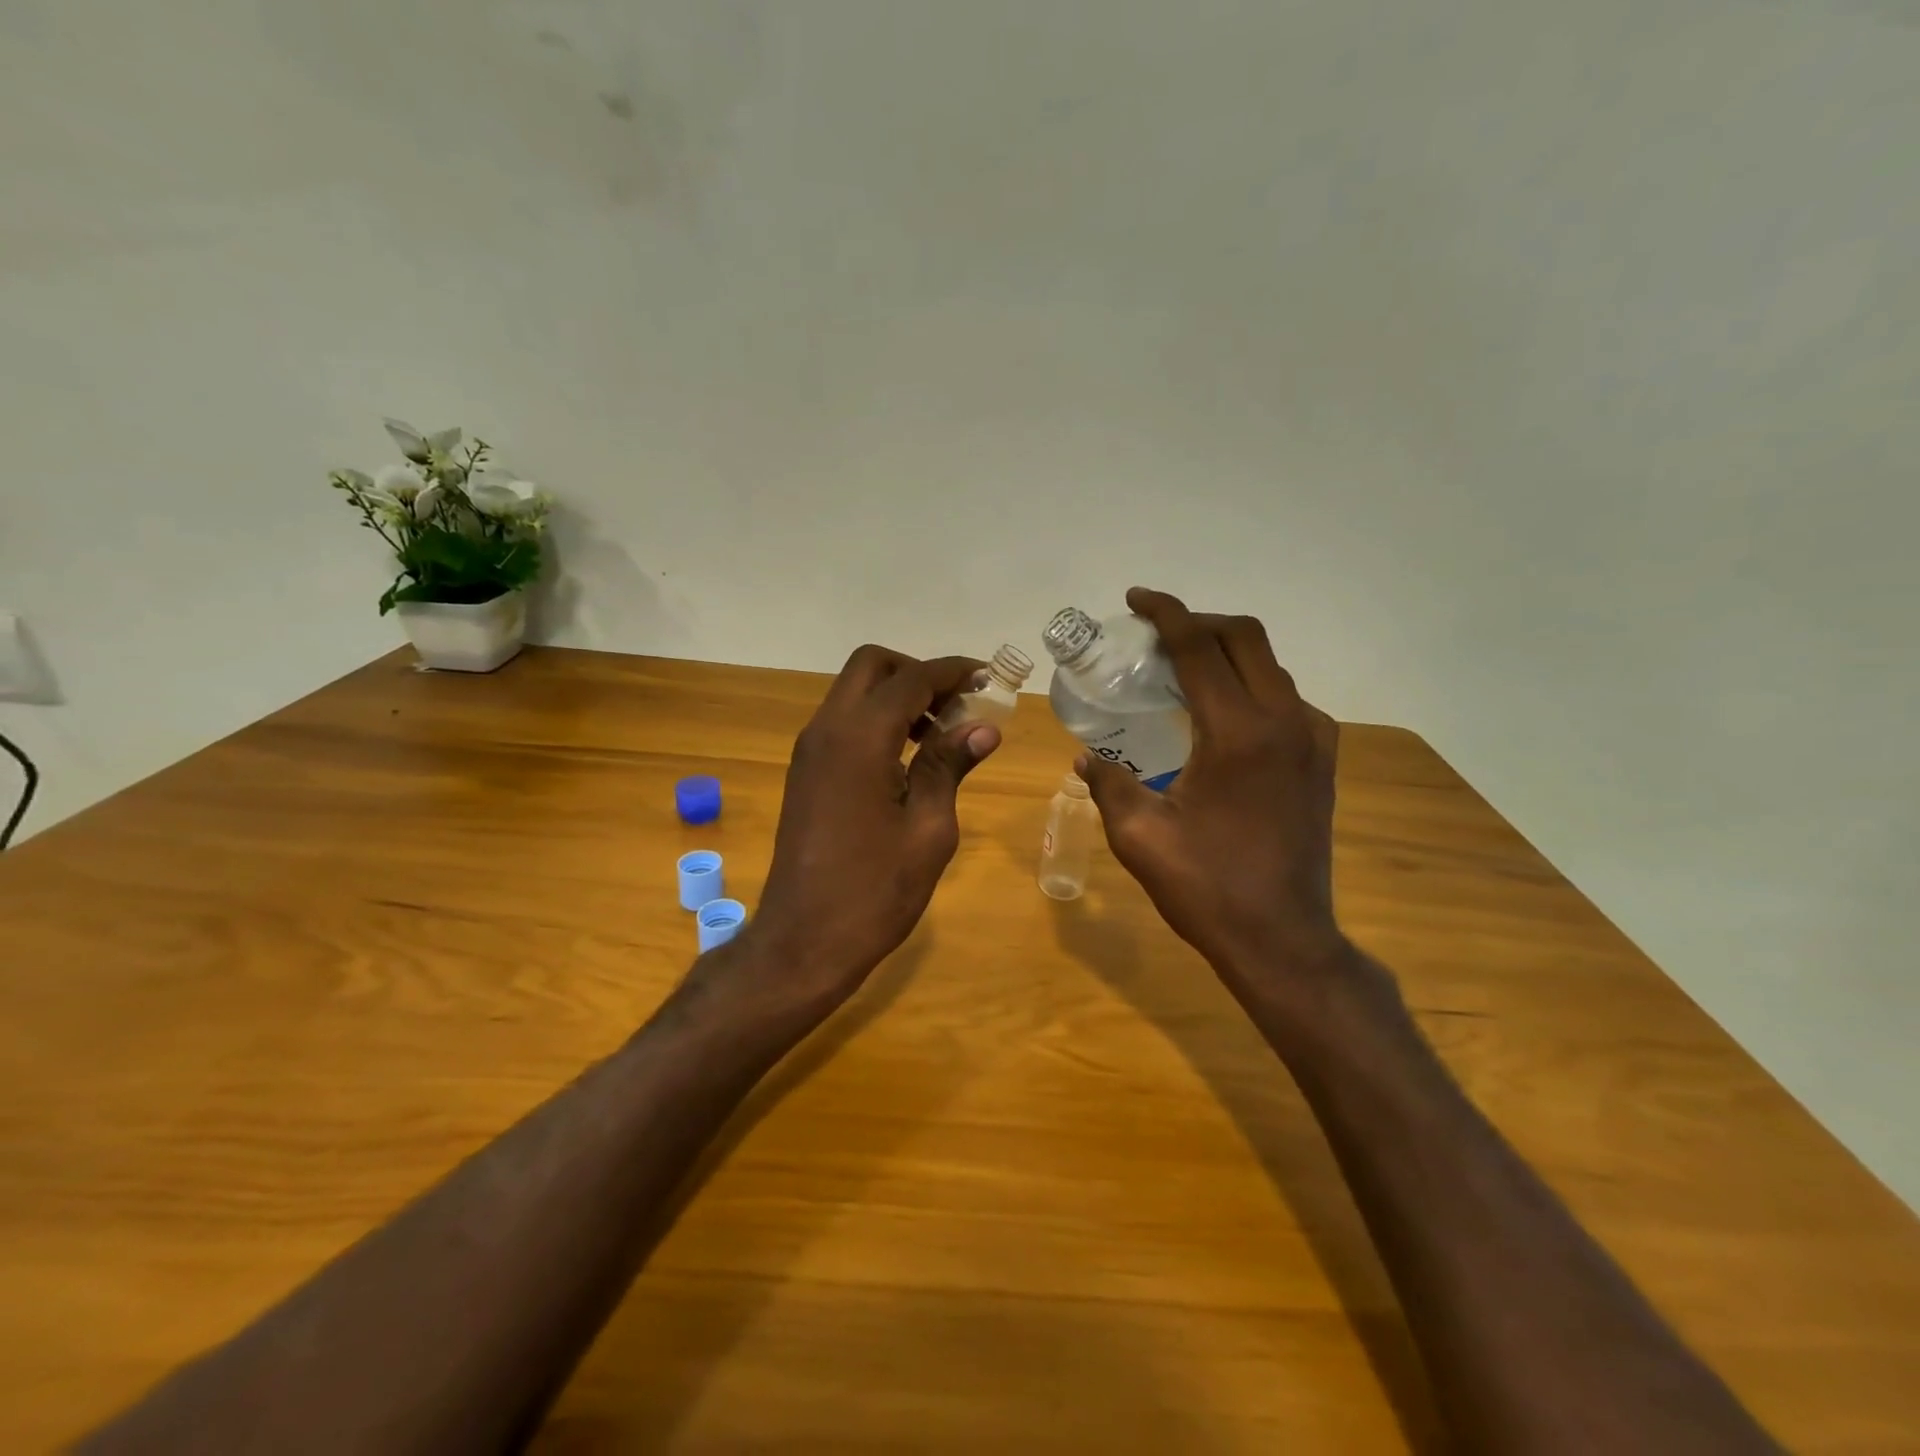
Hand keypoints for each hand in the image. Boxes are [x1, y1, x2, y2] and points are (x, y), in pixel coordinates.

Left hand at [750, 645, 999, 1004]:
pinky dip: (877, 721)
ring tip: (941, 733)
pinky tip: (909, 758)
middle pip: (872, 667)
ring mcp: (809, 751)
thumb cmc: (875, 891)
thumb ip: (949, 766)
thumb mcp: (928, 829)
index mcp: (859, 739)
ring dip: (897, 696)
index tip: (989, 678)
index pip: (912, 679)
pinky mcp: (805, 773)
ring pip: (854, 693)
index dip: (954, 671)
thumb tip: (983, 727)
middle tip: (958, 705)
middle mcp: (826, 731)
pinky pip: (843, 723)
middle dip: (918, 673)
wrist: (804, 942)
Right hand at [1076, 588, 1348, 998]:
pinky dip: (1249, 684)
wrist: (1283, 939)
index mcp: (1238, 733)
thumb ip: (1109, 784)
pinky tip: (1219, 713)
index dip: (1165, 613)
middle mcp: (1285, 721)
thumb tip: (1087, 757)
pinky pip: (1285, 697)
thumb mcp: (1140, 836)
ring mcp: (1313, 739)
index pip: (1200, 647)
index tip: (1135, 599)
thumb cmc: (1207, 888)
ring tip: (1182, 668)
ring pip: (1270, 665)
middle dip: (1198, 621)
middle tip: (1155, 632)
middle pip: (1246, 638)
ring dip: (1226, 651)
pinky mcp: (1322, 760)